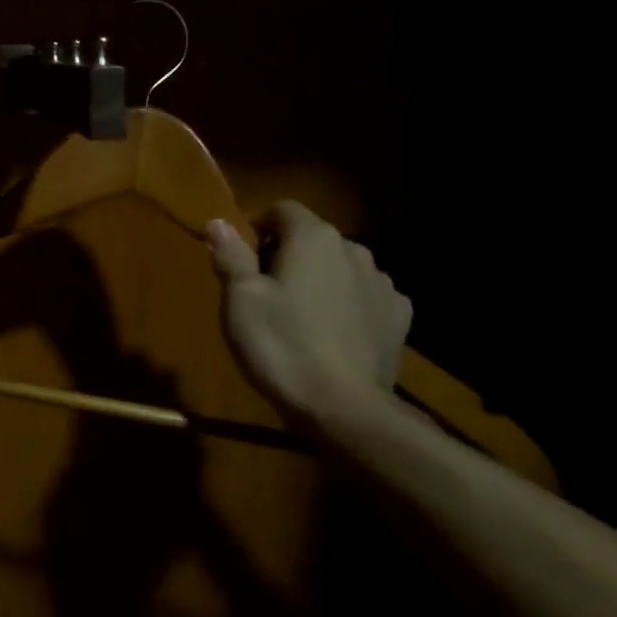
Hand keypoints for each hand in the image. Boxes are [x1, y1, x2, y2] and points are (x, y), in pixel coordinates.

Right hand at [207, 202, 411, 427]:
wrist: (343, 407)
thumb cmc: (281, 345)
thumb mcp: (240, 300)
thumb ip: (231, 256)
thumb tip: (218, 221)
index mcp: (313, 238)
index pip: (284, 209)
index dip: (259, 226)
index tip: (243, 257)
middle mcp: (354, 249)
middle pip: (314, 238)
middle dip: (289, 254)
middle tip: (264, 291)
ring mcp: (383, 283)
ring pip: (342, 267)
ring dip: (321, 279)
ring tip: (300, 315)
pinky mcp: (398, 317)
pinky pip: (366, 296)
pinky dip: (348, 304)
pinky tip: (333, 333)